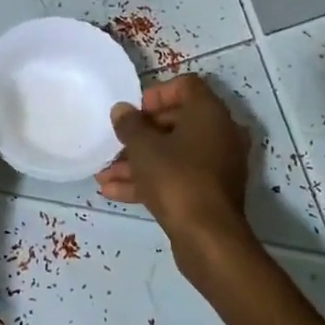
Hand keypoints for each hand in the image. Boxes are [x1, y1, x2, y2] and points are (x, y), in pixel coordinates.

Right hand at [97, 74, 258, 285]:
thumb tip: (121, 110)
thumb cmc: (176, 179)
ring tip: (104, 175)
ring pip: (173, 153)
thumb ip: (129, 125)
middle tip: (116, 144)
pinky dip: (150, 181)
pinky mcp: (209, 192)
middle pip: (176, 121)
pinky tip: (113, 192)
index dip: (156, 94)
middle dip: (140, 134)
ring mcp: (217, 165)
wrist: (208, 238)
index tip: (134, 111)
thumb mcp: (143, 148)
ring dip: (139, 161)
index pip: (186, 86)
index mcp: (209, 113)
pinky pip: (177, 176)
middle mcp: (219, 134)